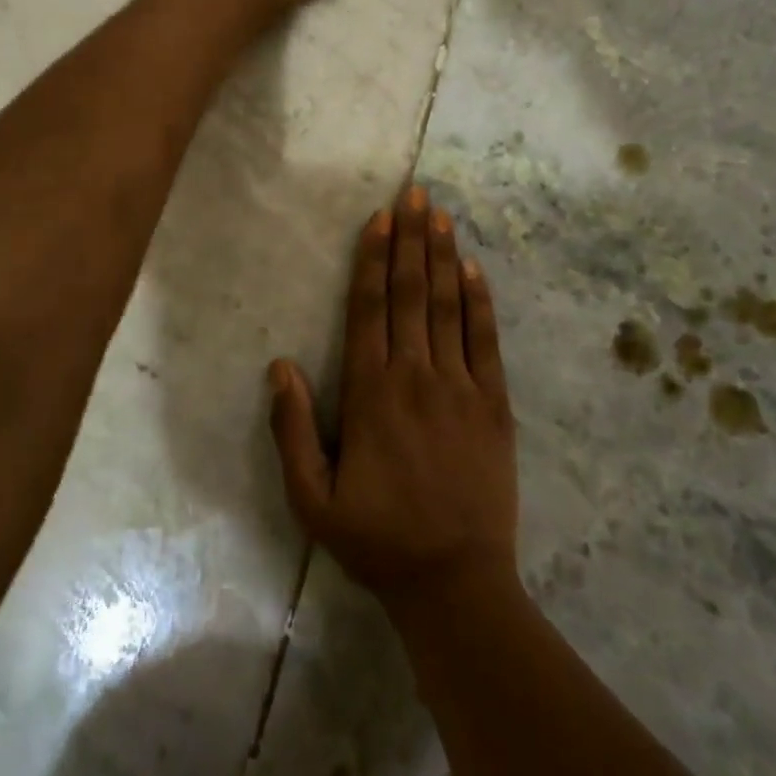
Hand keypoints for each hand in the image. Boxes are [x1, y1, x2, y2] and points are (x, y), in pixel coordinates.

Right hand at [268, 187, 518, 611]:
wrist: (456, 583)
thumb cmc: (378, 540)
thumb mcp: (313, 500)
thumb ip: (292, 431)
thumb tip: (280, 365)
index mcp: (371, 394)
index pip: (369, 309)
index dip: (373, 259)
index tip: (379, 218)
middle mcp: (416, 376)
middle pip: (410, 293)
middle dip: (410, 239)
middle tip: (414, 193)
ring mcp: (461, 387)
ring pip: (448, 307)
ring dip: (443, 256)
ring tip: (440, 214)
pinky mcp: (495, 404)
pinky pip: (486, 341)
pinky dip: (480, 301)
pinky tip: (474, 269)